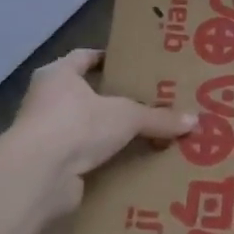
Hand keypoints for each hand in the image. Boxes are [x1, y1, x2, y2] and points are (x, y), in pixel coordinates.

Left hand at [12, 49, 196, 214]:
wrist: (39, 175)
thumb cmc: (77, 125)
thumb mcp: (127, 116)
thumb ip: (158, 118)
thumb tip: (194, 121)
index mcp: (58, 75)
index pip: (84, 57)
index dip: (107, 59)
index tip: (132, 66)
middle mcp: (46, 100)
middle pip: (85, 94)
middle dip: (113, 100)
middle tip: (147, 102)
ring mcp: (44, 134)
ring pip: (84, 127)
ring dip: (107, 133)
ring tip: (142, 135)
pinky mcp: (48, 165)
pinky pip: (82, 157)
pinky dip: (102, 160)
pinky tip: (128, 163)